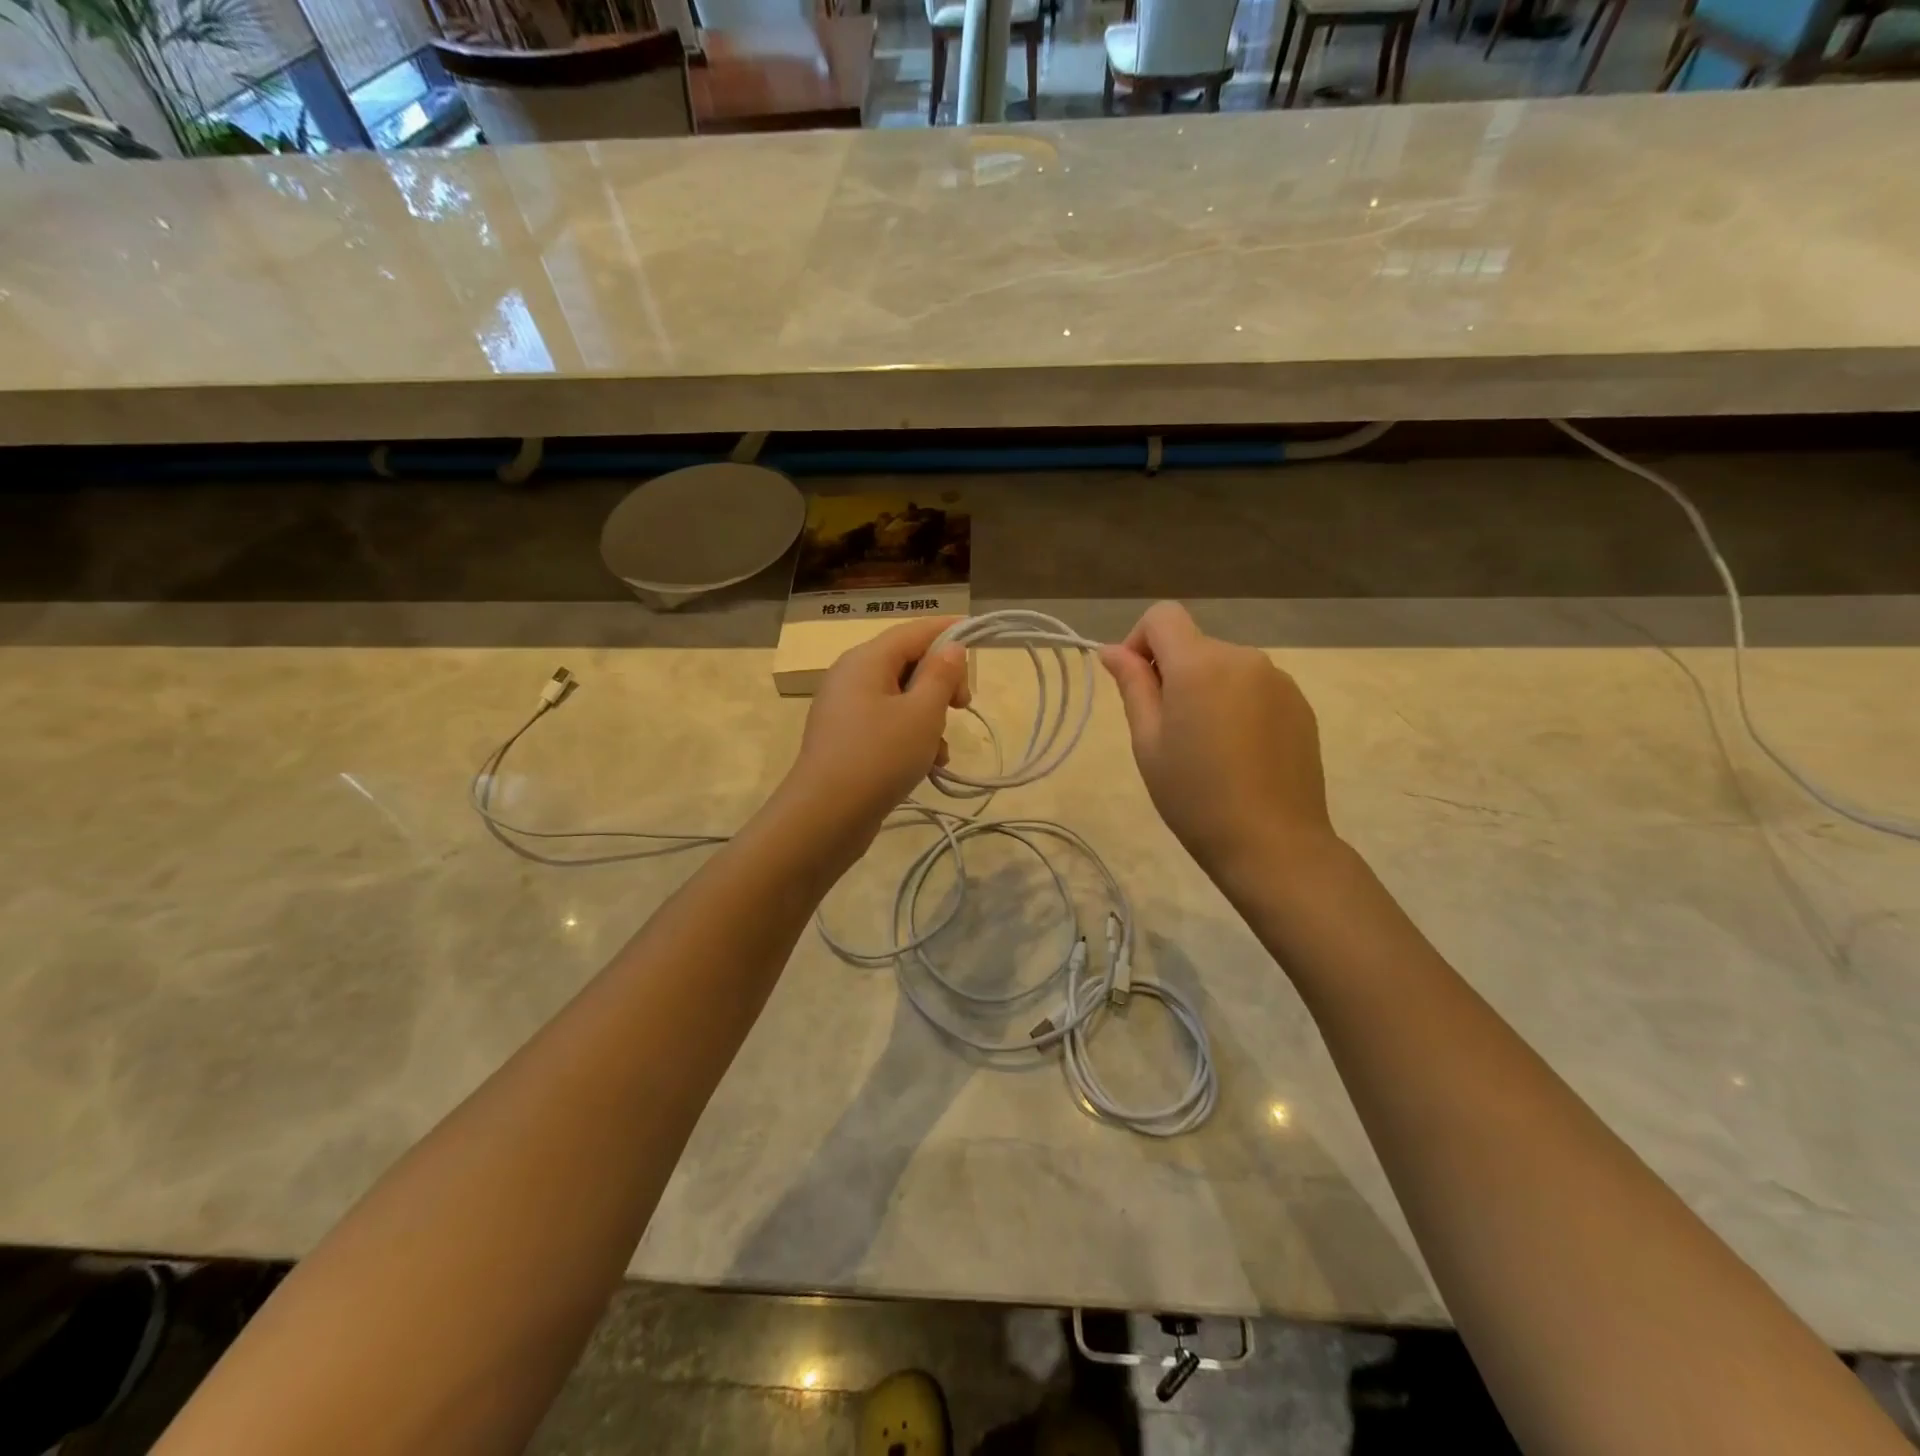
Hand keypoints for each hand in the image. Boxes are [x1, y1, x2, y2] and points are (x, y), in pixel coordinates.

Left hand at [779, 617, 970, 847]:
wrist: (826, 815)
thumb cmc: (880, 756)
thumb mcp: (923, 713)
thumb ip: (941, 675)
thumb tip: (950, 647)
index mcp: (867, 660)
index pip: (914, 631)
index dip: (948, 630)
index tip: (979, 639)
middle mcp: (851, 676)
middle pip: (907, 663)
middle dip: (941, 682)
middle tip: (964, 705)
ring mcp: (846, 709)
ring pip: (900, 698)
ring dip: (929, 717)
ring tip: (941, 750)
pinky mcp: (847, 739)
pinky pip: (887, 724)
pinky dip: (910, 737)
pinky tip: (927, 765)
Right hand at [1100, 602, 1334, 885]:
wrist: (1273, 843)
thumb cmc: (1195, 796)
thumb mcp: (1148, 742)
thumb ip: (1133, 686)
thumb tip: (1113, 650)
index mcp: (1200, 664)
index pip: (1162, 616)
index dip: (1139, 641)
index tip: (1137, 686)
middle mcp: (1243, 658)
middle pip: (1194, 644)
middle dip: (1172, 673)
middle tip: (1168, 732)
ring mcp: (1278, 680)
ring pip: (1224, 667)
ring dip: (1206, 690)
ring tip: (1207, 748)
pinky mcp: (1300, 704)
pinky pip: (1254, 688)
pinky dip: (1237, 705)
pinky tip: (1239, 753)